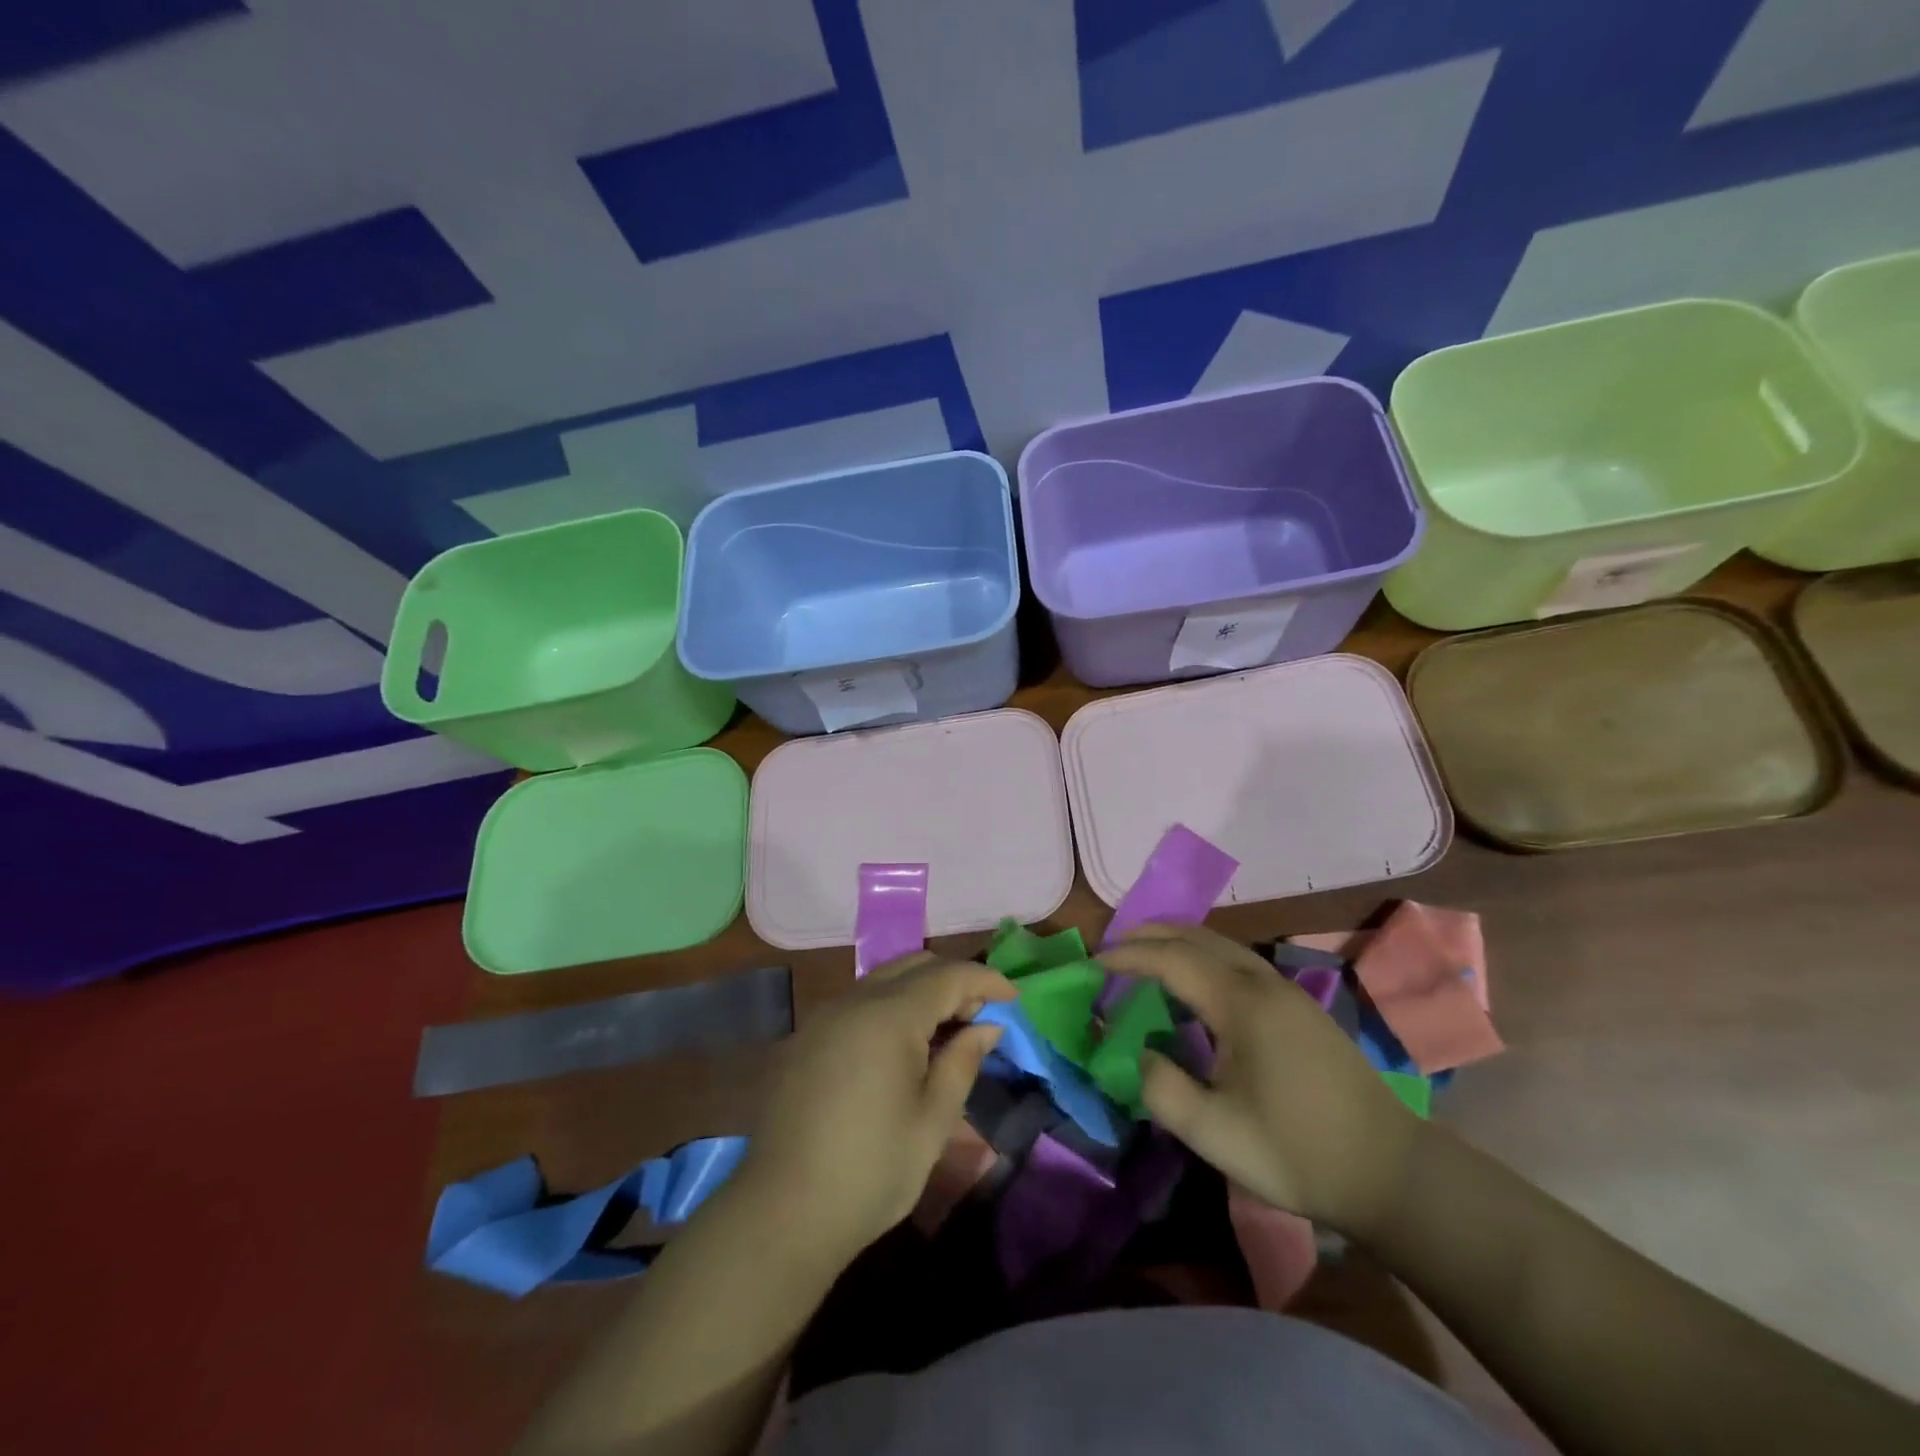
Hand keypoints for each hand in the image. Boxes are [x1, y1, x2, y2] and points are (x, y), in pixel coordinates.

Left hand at [737, 953, 1013, 1267]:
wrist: (783, 1212)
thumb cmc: (872, 1170)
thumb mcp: (933, 1120)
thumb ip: (963, 1061)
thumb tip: (987, 1026)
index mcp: (889, 1015)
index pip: (948, 975)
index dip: (986, 980)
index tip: (1013, 999)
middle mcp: (853, 1001)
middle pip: (914, 965)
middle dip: (953, 980)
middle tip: (979, 1016)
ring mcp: (824, 1017)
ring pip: (883, 980)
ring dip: (920, 992)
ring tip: (944, 1031)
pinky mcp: (805, 1038)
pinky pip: (858, 1003)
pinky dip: (889, 1008)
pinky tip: (899, 1048)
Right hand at [1098, 922, 1421, 1236]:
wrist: (1392, 1173)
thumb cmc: (1299, 1153)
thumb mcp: (1216, 1134)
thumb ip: (1162, 1090)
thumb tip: (1139, 1054)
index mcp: (1243, 1004)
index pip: (1173, 959)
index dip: (1128, 957)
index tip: (1093, 964)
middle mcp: (1265, 983)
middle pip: (1199, 936)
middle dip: (1152, 934)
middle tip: (1113, 948)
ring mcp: (1288, 992)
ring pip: (1223, 945)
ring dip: (1180, 942)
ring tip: (1146, 957)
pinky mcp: (1301, 1008)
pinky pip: (1240, 961)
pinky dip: (1204, 956)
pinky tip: (1196, 985)